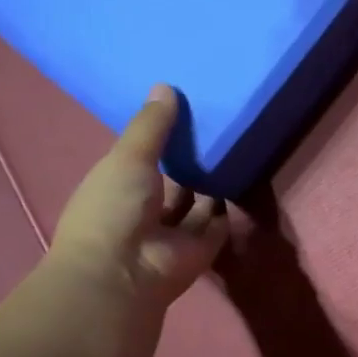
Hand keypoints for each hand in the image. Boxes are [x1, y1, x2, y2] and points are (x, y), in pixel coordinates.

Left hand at [50, 85, 228, 309]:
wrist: (125, 270)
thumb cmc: (113, 207)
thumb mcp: (128, 156)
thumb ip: (151, 125)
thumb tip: (166, 86)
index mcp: (118, 187)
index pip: (141, 159)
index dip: (159, 138)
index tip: (185, 112)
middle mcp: (145, 210)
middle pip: (172, 181)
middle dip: (190, 161)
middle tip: (218, 128)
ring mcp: (174, 233)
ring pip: (197, 203)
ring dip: (211, 184)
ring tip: (235, 150)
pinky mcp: (201, 249)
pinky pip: (218, 225)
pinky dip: (229, 210)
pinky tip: (244, 181)